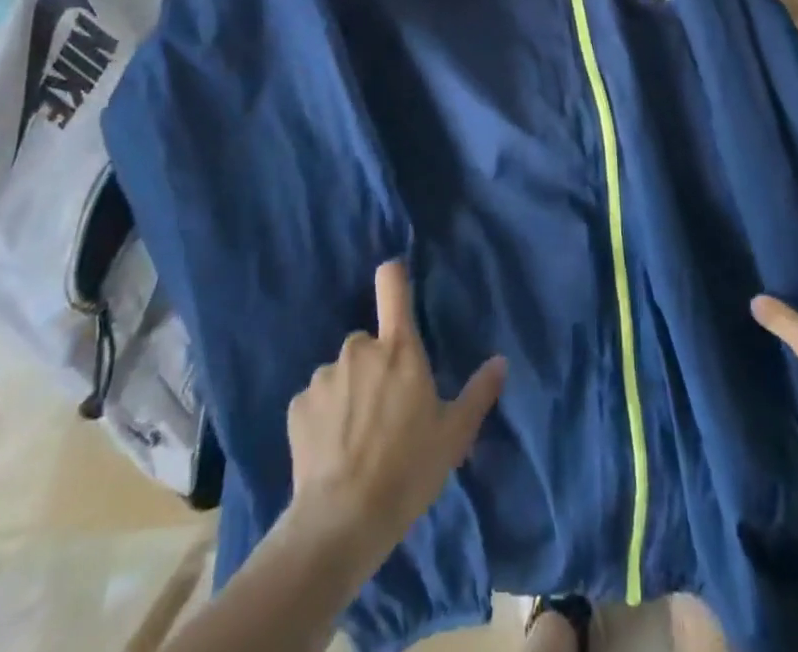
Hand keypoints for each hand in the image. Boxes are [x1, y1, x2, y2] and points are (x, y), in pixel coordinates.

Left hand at [283, 260, 505, 566]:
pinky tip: (332, 452)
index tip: (397, 282)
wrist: (342, 522)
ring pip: (341, 374)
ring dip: (350, 393)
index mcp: (398, 347)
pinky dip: (323, 418)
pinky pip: (316, 402)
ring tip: (357, 440)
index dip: (395, 276)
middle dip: (376, 367)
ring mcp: (324, 376)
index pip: (392, 284)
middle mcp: (358, 349)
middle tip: (386, 411)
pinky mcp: (296, 406)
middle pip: (369, 342)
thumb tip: (500, 361)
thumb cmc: (408, 470)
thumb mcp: (454, 435)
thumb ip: (478, 393)